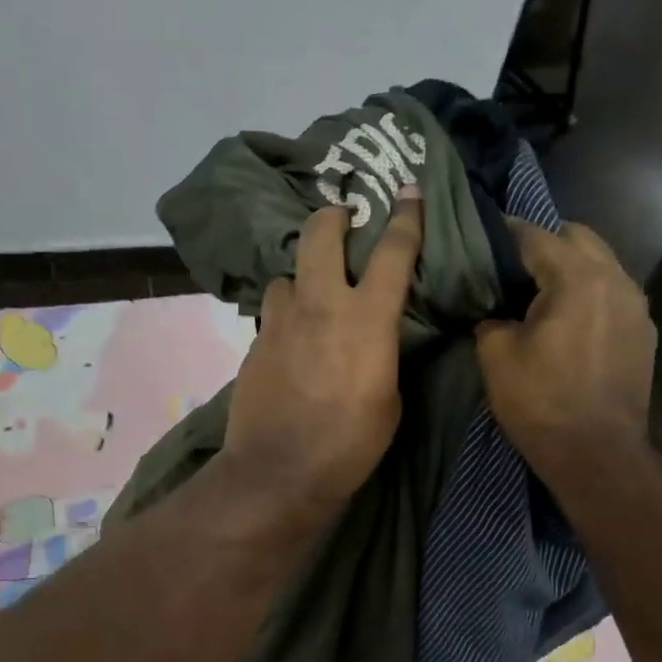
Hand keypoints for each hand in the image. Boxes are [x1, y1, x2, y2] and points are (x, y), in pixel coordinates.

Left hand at [220, 197, 423, 515]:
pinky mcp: (254, 343)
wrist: (279, 470)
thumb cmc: (349, 444)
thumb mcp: (389, 400)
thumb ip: (383, 355)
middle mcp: (320, 306)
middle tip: (341, 220)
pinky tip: (290, 340)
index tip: (406, 191)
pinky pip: (273, 312)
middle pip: (320, 234)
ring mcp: (280, 321)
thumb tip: (375, 341)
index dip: (404, 217)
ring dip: (302, 278)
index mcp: (366, 318)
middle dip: (332, 217)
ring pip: (287, 275)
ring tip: (310, 297)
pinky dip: (285, 315)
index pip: (391, 252)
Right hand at [475, 220, 655, 482]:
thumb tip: (495, 315)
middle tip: (510, 267)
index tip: (481, 234)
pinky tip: (567, 322)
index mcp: (578, 278)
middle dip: (544, 244)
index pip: (536, 237)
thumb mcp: (496, 356)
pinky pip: (612, 295)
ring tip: (539, 293)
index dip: (505, 233)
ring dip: (570, 268)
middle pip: (578, 238)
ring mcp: (637, 306)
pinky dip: (588, 294)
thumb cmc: (541, 402)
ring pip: (601, 264)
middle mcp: (616, 280)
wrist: (596, 453)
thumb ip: (491, 319)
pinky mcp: (643, 333)